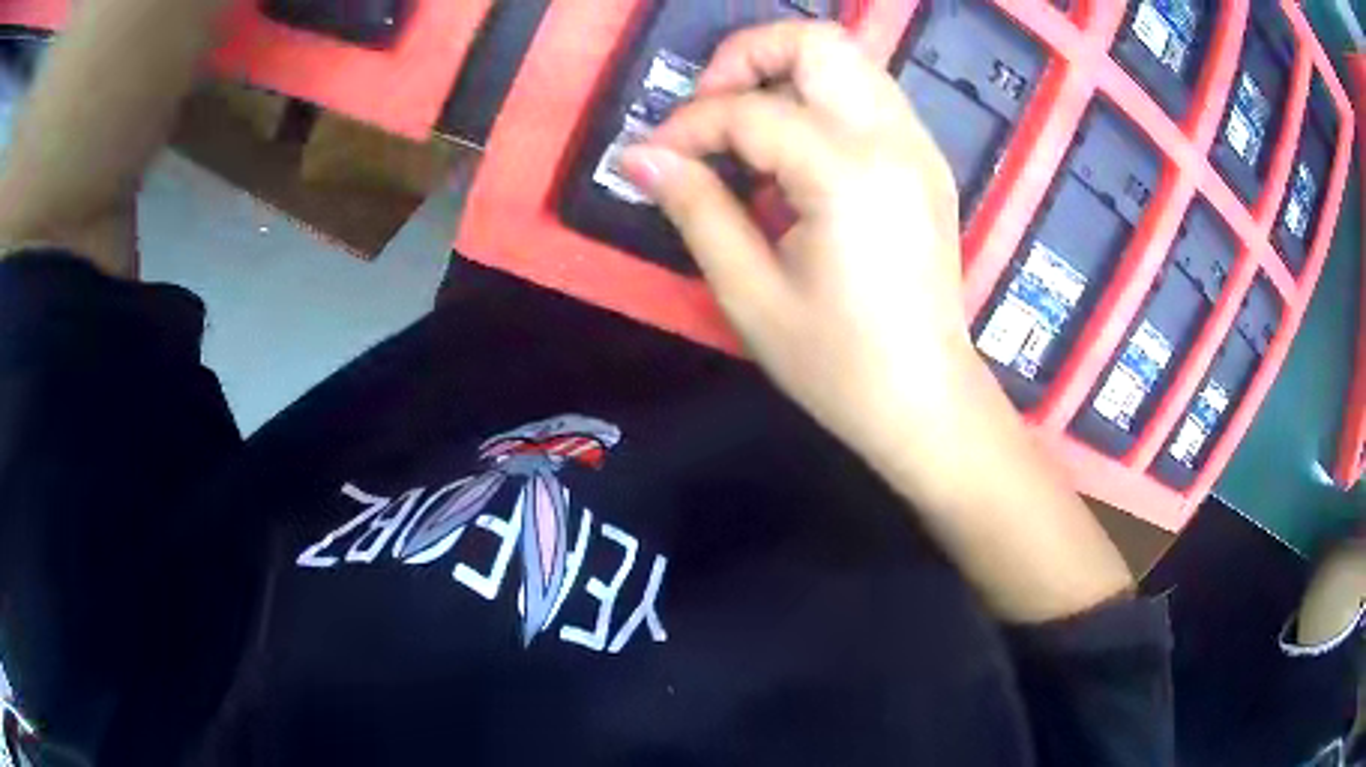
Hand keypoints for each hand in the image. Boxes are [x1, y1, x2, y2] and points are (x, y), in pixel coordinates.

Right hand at [621, 21, 974, 472]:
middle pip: (819, 42)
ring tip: (747, 131)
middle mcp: (893, 140)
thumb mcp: (749, 294)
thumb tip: (641, 156)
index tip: (654, 158)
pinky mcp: (926, 163)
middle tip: (710, 109)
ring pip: (849, 61)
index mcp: (848, 174)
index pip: (750, 110)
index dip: (688, 126)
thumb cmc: (838, 364)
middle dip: (748, 57)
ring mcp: (919, 147)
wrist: (925, 400)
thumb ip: (695, 208)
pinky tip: (797, 156)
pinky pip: (868, 96)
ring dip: (786, 75)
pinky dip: (821, 100)